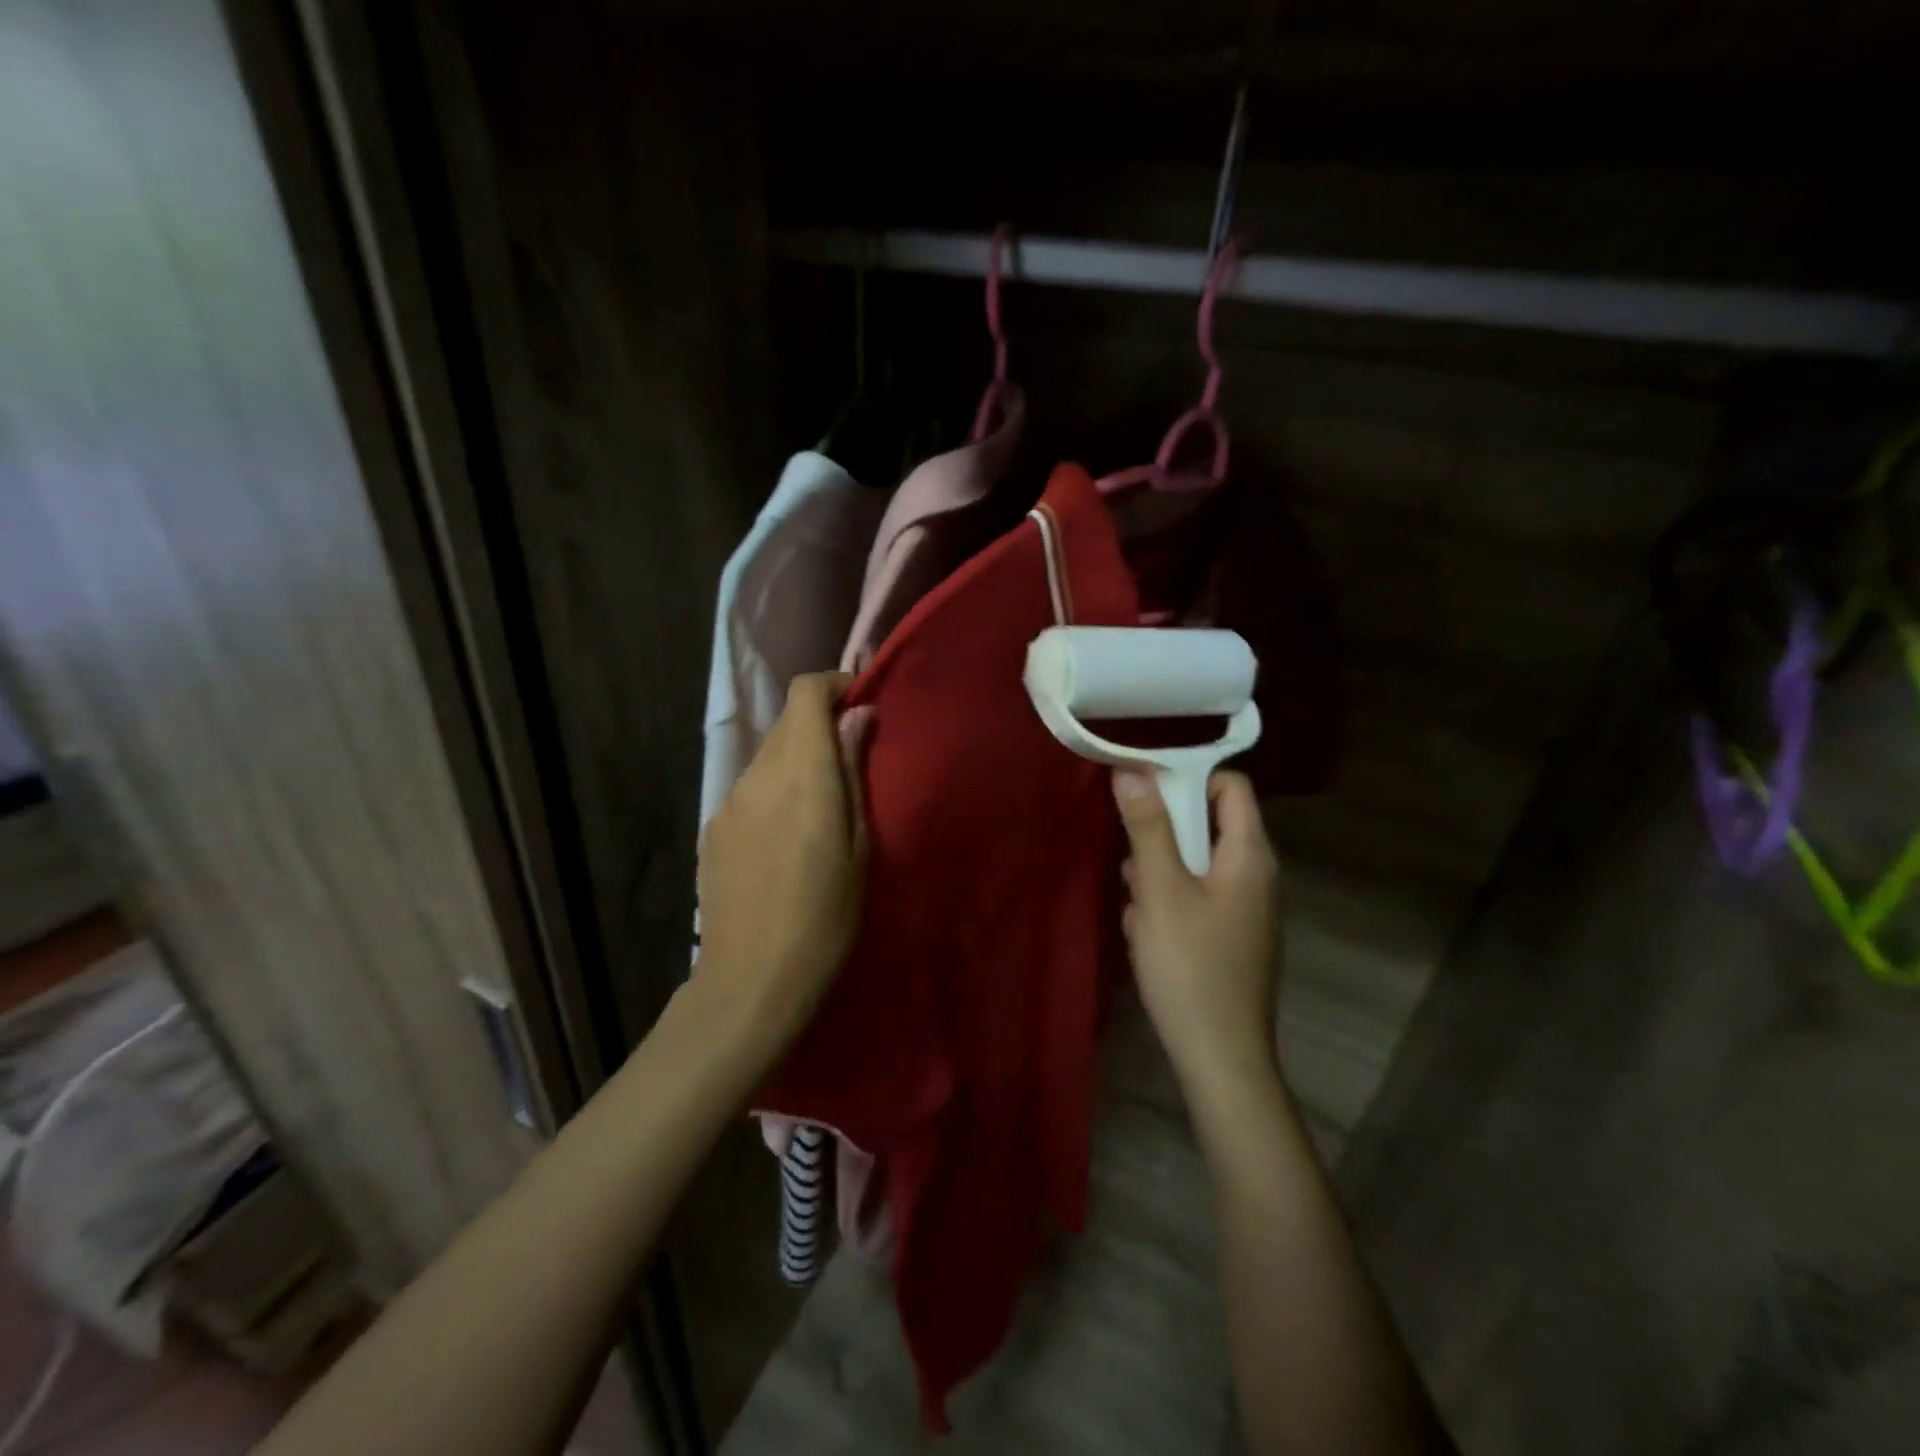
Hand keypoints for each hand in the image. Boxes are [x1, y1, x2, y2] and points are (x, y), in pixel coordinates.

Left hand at [696, 672, 873, 1056]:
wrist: (752, 980)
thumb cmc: (826, 916)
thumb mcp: (859, 844)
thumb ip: (853, 771)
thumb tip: (858, 716)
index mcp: (802, 773)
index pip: (804, 693)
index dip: (832, 685)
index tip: (859, 702)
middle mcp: (758, 775)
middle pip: (787, 723)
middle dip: (820, 726)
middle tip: (851, 761)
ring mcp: (728, 802)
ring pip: (767, 758)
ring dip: (796, 762)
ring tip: (819, 809)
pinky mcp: (712, 829)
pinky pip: (749, 792)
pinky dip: (773, 793)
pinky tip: (785, 840)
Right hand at [1113, 769, 1282, 1095]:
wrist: (1221, 1057)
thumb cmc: (1190, 964)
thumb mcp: (1160, 889)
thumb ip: (1148, 827)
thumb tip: (1133, 771)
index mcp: (1250, 856)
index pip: (1232, 787)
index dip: (1190, 778)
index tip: (1144, 788)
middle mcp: (1257, 877)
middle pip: (1210, 826)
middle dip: (1165, 833)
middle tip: (1130, 852)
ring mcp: (1246, 912)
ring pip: (1198, 866)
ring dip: (1161, 872)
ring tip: (1134, 897)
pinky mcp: (1232, 940)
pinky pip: (1198, 900)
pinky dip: (1169, 903)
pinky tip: (1145, 932)